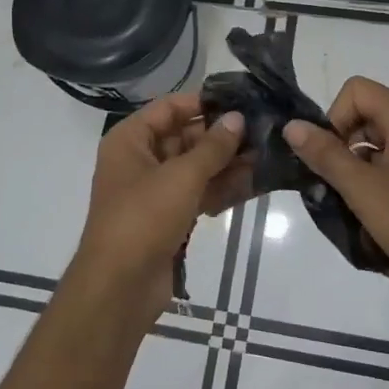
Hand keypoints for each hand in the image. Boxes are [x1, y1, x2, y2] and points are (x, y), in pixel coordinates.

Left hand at [70, 94, 247, 323]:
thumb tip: (238, 119)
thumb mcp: (181, 176)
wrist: (120, 286)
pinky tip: (255, 184)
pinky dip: (222, 189)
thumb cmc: (143, 218)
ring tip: (268, 156)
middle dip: (222, 137)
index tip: (242, 102)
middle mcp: (140, 160)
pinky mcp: (168, 218)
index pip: (169, 108)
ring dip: (228, 164)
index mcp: (130, 140)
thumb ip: (213, 146)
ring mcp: (154, 191)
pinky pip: (198, 194)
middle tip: (264, 131)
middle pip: (185, 138)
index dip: (203, 103)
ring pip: (196, 168)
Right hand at [284, 78, 388, 306]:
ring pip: (379, 140)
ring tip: (353, 200)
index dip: (335, 118)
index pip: (357, 90)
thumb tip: (292, 125)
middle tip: (336, 182)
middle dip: (343, 142)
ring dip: (358, 164)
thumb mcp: (362, 189)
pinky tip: (374, 210)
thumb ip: (325, 154)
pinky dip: (377, 176)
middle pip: (367, 112)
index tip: (331, 157)